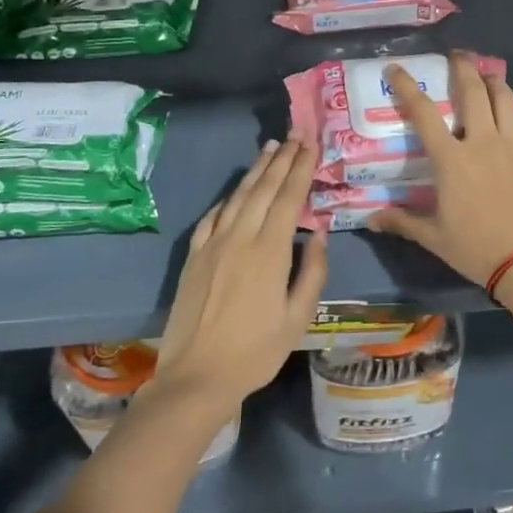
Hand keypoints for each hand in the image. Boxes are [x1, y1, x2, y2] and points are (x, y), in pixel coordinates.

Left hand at [154, 139, 327, 418]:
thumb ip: (312, 272)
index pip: (289, 198)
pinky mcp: (194, 255)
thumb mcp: (298, 318)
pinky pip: (213, 216)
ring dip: (256, 170)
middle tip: (295, 136)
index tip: (311, 146)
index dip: (301, 170)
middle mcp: (240, 238)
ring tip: (270, 148)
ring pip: (238, 196)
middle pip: (264, 189)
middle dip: (282, 160)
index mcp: (270, 252)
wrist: (196, 376)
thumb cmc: (256, 352)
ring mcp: (213, 244)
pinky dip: (229, 197)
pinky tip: (237, 190)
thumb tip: (318, 233)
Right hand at [368, 52, 512, 306]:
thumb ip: (402, 222)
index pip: (424, 113)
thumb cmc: (477, 249)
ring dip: (493, 80)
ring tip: (486, 74)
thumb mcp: (434, 238)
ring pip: (505, 99)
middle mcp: (482, 142)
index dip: (408, 87)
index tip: (397, 68)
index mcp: (451, 159)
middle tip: (456, 55)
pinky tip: (512, 114)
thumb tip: (371, 220)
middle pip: (472, 90)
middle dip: (462, 67)